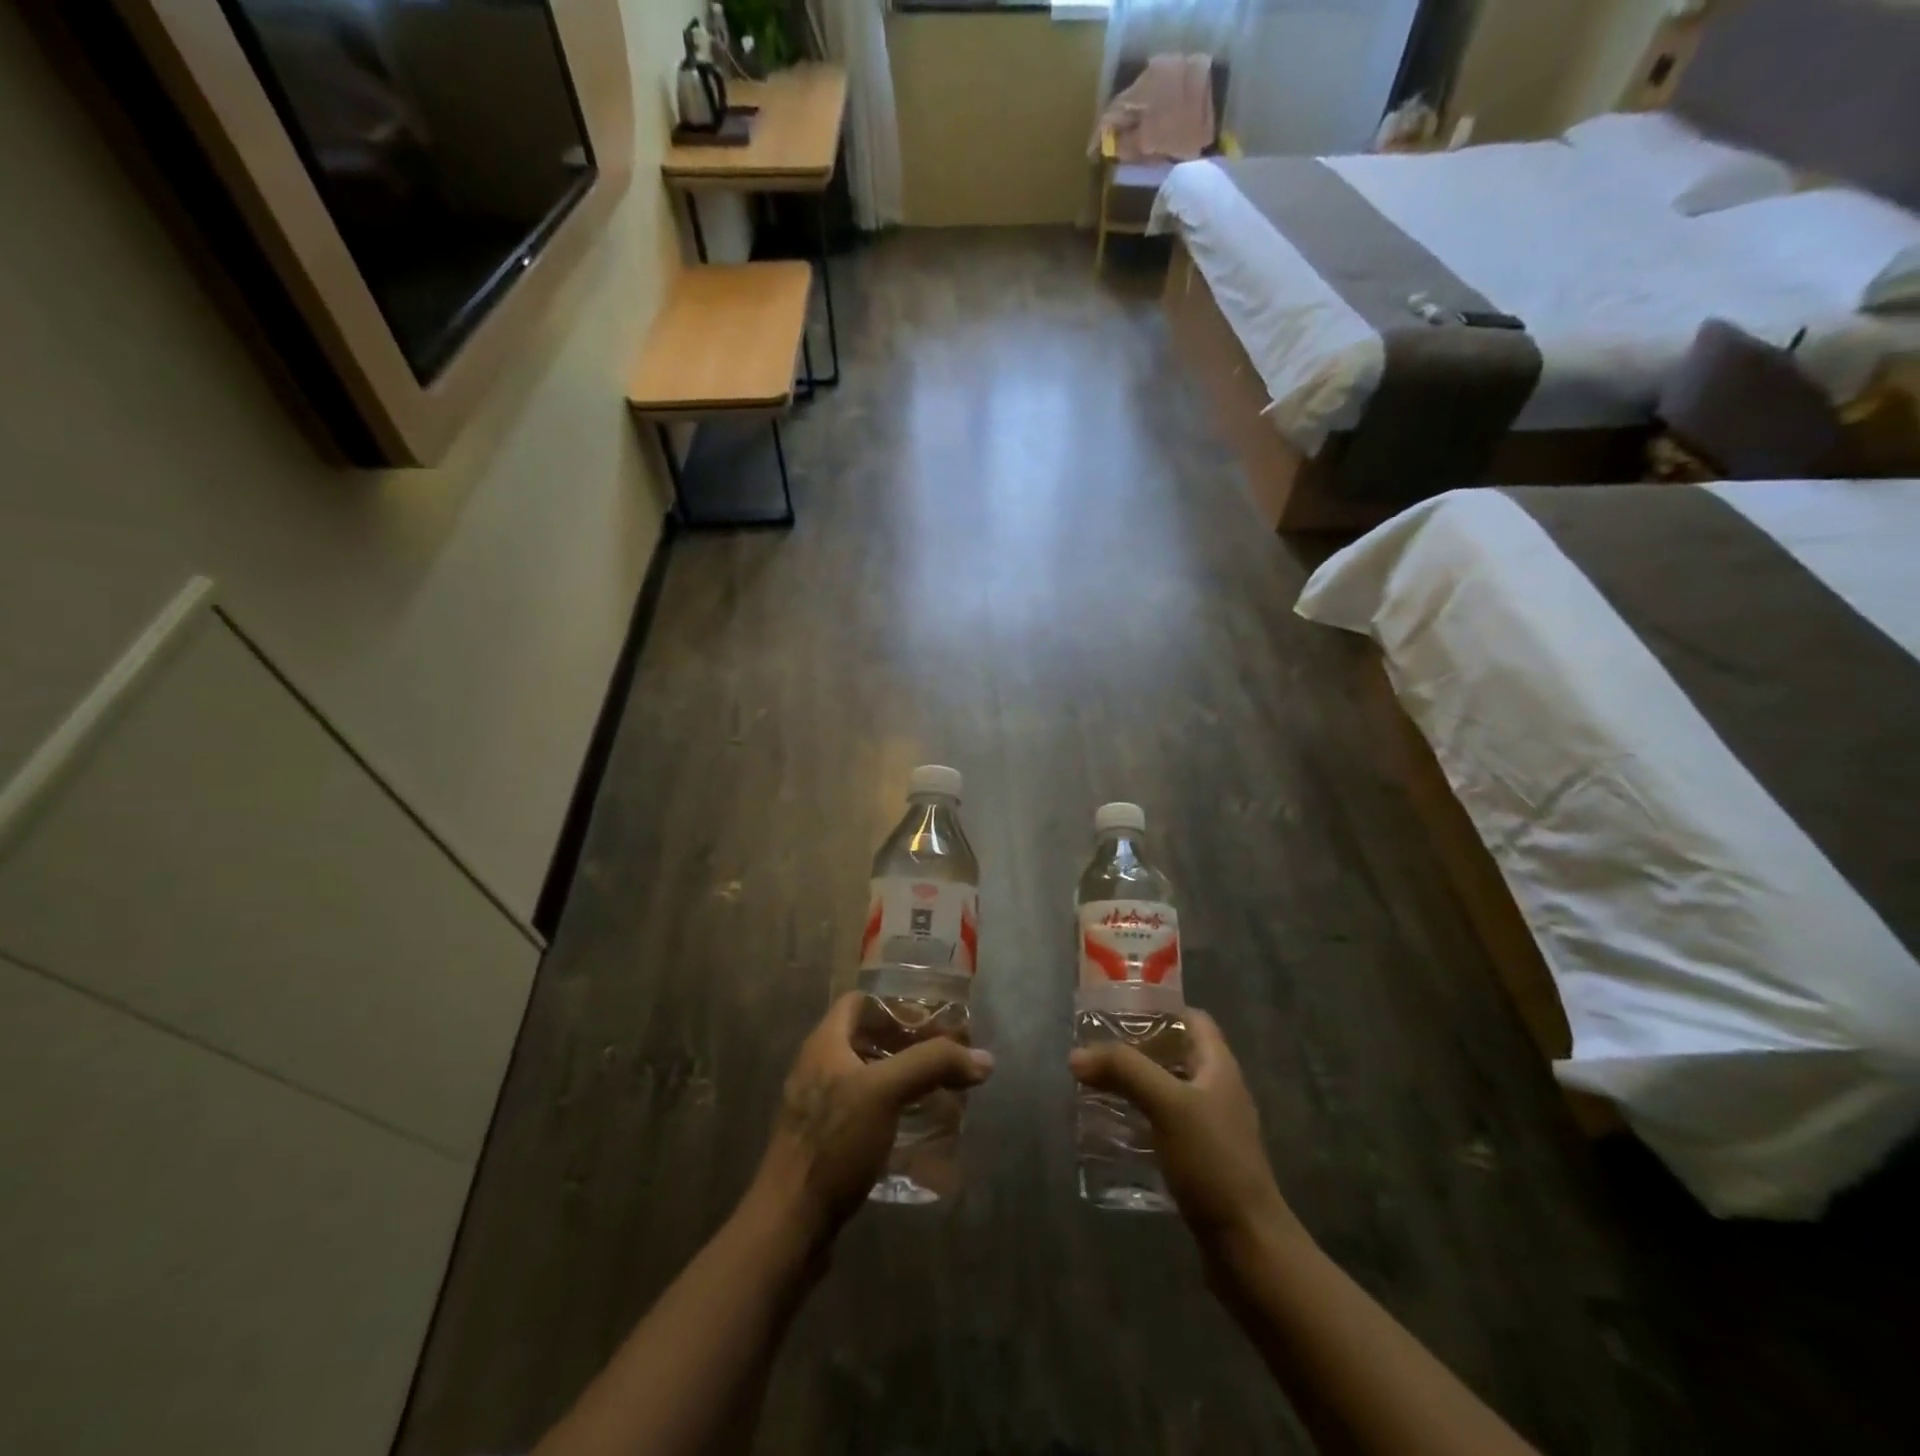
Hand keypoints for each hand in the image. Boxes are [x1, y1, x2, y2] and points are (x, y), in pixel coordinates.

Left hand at [748, 992, 993, 1247]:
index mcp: (824, 1044)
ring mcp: (818, 1107)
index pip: (860, 1001)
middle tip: (944, 1057)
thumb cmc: (834, 1143)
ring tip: (938, 1090)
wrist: (789, 1224)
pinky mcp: (825, 1141)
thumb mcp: (885, 1092)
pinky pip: (863, 1110)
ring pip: (866, 1076)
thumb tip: (983, 1059)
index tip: (932, 1020)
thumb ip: (932, 1065)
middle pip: (866, 1038)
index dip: (895, 1004)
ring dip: (901, 1078)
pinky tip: (916, 1128)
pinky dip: (891, 1109)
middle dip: (906, 1043)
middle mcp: (818, 1067)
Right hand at [1070, 1010, 1300, 1256]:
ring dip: (1133, 1086)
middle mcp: (1217, 1091)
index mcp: (1218, 1067)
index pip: (1192, 1020)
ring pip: (1166, 1091)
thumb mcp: (1167, 1105)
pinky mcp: (1199, 1160)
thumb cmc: (1213, 1162)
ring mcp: (1210, 1128)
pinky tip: (1111, 1130)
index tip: (1118, 1013)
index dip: (1158, 1010)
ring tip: (1094, 1087)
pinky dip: (1138, 1120)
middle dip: (1135, 1050)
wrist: (1247, 1246)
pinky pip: (1163, 1125)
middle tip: (1095, 1052)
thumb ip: (1124, 1071)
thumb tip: (1077, 1055)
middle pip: (1174, 1054)